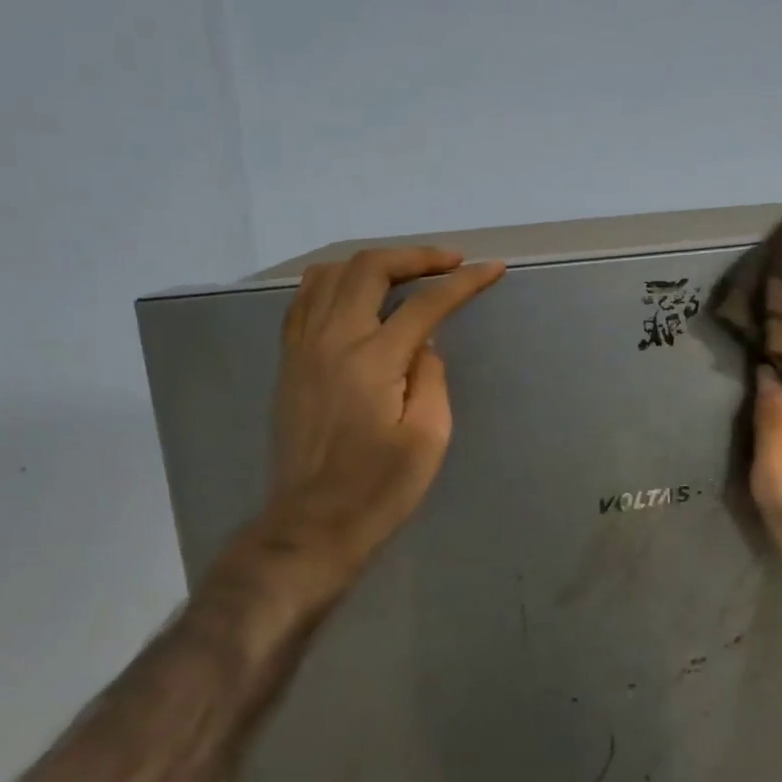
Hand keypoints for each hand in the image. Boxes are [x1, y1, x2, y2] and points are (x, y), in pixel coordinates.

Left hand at [243, 247, 505, 596]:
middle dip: (415, 256)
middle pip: (370, 269)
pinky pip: (305, 300)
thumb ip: (431, 378)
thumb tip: (424, 344)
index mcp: (372, 360)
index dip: (464, 282)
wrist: (312, 525)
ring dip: (373, 263)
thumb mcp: (428, 438)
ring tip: (406, 272)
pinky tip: (356, 294)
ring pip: (330, 275)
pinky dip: (335, 282)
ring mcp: (303, 348)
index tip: (493, 269)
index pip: (425, 303)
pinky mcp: (289, 362)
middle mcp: (332, 341)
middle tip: (450, 262)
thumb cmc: (379, 490)